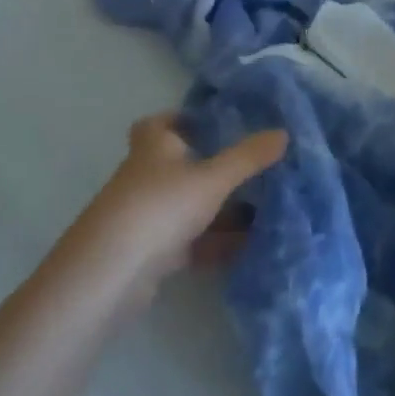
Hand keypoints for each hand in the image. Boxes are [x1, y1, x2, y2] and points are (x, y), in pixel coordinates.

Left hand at [67, 115, 286, 312]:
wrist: (110, 275)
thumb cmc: (160, 208)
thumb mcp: (212, 178)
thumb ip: (248, 157)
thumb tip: (284, 132)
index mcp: (153, 148)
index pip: (159, 123)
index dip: (182, 119)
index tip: (214, 123)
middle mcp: (146, 178)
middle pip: (179, 166)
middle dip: (214, 167)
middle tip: (254, 166)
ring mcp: (146, 217)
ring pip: (188, 206)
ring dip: (220, 209)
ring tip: (264, 209)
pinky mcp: (150, 254)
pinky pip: (190, 241)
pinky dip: (215, 242)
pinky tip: (248, 248)